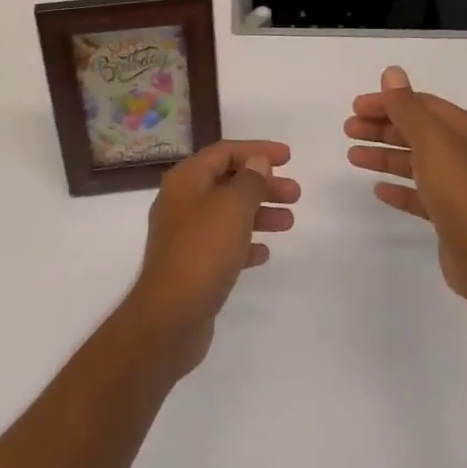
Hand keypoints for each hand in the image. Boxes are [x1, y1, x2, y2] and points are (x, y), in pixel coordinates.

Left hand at [124, 140, 299, 377]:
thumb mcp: (232, 208)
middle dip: (262, 185)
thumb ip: (249, 181)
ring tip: (289, 222)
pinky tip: (264, 252)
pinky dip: (244, 243)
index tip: (288, 157)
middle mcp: (182, 202)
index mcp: (186, 180)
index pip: (224, 152)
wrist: (170, 317)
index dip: (256, 150)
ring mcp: (184, 235)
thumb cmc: (202, 252)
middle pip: (227, 182)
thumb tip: (257, 162)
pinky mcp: (191, 265)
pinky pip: (222, 244)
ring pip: (227, 214)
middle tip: (295, 193)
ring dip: (258, 213)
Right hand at [346, 67, 466, 304]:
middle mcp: (462, 153)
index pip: (419, 104)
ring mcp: (456, 186)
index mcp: (463, 129)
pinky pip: (418, 195)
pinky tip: (378, 189)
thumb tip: (392, 72)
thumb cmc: (457, 187)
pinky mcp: (449, 215)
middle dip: (381, 128)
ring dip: (383, 156)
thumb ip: (406, 106)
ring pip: (413, 162)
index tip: (356, 107)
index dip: (387, 102)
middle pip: (415, 132)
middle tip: (348, 130)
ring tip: (353, 157)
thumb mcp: (429, 138)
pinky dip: (398, 188)